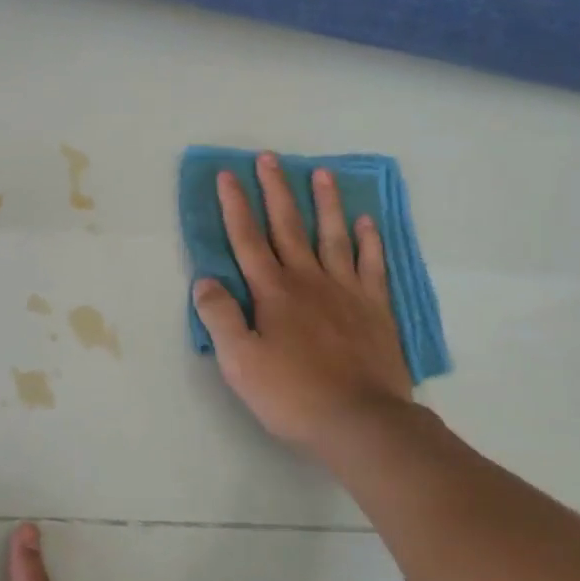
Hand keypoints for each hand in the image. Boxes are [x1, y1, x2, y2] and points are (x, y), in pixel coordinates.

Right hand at [193, 153, 417, 450]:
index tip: (227, 175)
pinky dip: (369, 241)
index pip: (247, 239)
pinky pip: (372, 265)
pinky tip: (367, 222)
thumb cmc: (293, 394)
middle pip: (288, 226)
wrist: (362, 423)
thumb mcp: (240, 361)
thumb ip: (220, 317)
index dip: (235, 206)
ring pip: (333, 235)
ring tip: (321, 173)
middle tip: (269, 157)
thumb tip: (204, 280)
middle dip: (275, 190)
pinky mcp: (375, 308)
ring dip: (325, 203)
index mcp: (273, 291)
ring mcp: (346, 291)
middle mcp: (308, 280)